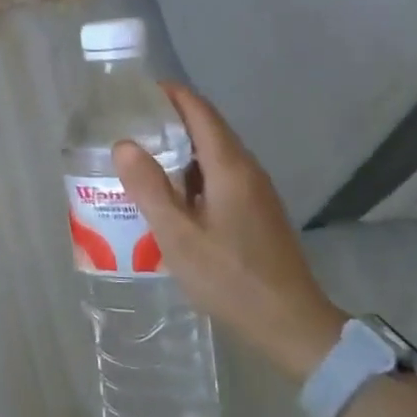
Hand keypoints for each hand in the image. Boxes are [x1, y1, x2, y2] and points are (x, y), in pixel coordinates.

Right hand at [112, 84, 344, 381]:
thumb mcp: (178, 237)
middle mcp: (247, 170)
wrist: (292, 325)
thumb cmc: (231, 279)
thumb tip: (124, 144)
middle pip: (208, 128)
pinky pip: (221, 176)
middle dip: (171, 119)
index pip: (200, 111)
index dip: (171, 95)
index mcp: (230, 168)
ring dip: (181, 148)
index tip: (137, 91)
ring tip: (142, 156)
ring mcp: (256, 192)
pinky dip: (193, 172)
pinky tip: (171, 195)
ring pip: (215, 154)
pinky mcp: (257, 212)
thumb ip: (150, 188)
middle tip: (129, 124)